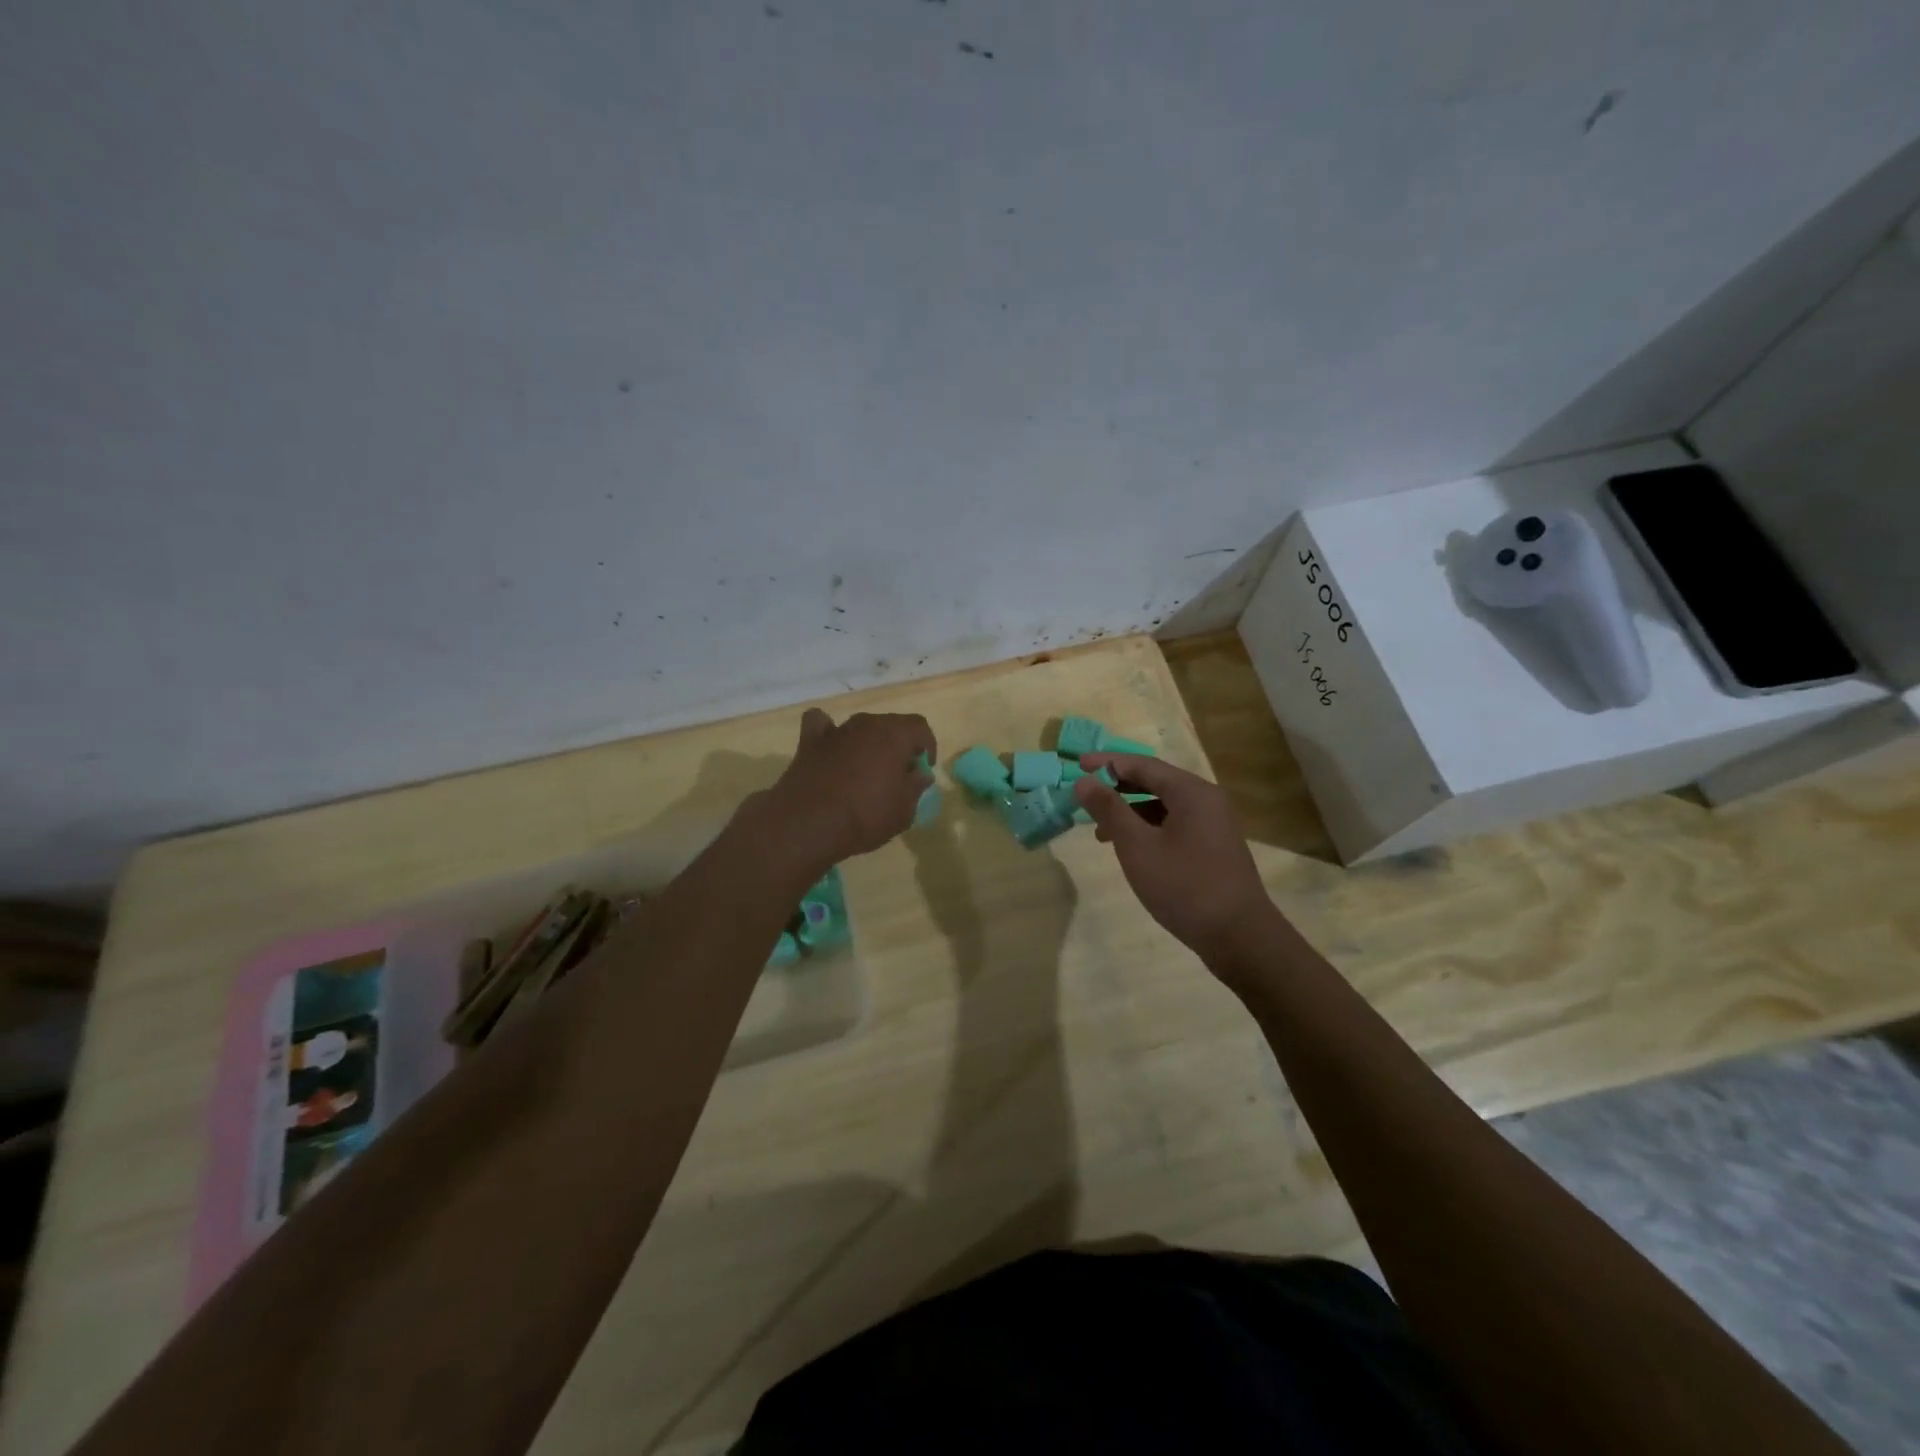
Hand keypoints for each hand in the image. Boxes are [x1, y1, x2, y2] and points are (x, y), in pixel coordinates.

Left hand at [752, 708, 936, 872]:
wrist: (808, 824)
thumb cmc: (865, 816)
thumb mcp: (904, 810)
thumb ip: (916, 787)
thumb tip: (920, 774)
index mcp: (894, 735)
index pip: (920, 727)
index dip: (927, 747)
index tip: (923, 770)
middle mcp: (866, 724)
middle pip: (890, 726)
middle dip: (899, 746)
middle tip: (898, 775)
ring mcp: (836, 731)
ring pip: (860, 727)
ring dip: (868, 743)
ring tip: (866, 770)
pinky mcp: (809, 742)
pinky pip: (821, 726)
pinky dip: (829, 733)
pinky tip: (830, 749)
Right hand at [1073, 753, 1277, 969]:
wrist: (1239, 937)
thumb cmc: (1184, 886)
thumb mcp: (1137, 846)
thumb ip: (1109, 810)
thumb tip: (1083, 781)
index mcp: (1191, 792)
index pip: (1142, 764)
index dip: (1107, 763)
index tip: (1077, 764)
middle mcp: (1206, 799)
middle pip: (1155, 781)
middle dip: (1117, 787)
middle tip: (1084, 794)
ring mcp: (1214, 824)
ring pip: (1164, 805)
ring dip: (1130, 811)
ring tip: (1099, 829)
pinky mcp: (1214, 846)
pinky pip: (1175, 823)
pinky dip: (1148, 828)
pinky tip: (1131, 848)